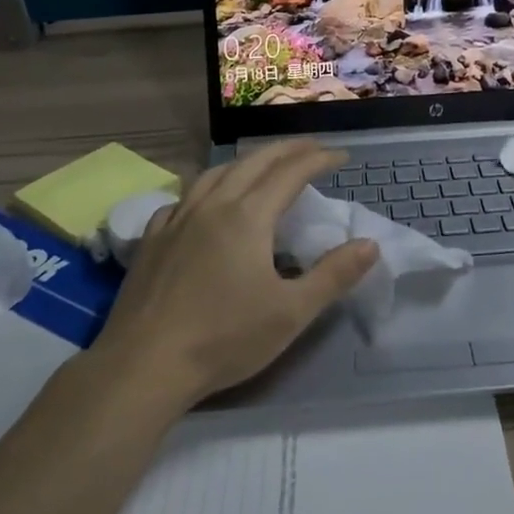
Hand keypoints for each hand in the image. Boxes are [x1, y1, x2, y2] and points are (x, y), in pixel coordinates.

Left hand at [91, 142, 378, 406]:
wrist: (143, 366)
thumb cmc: (223, 339)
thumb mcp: (291, 313)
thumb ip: (333, 275)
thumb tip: (370, 244)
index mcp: (248, 216)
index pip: (291, 172)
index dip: (318, 159)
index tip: (341, 155)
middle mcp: (213, 205)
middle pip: (254, 162)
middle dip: (286, 149)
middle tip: (310, 148)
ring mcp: (177, 219)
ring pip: (215, 172)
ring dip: (246, 161)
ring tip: (262, 165)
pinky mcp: (153, 238)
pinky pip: (183, 196)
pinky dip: (206, 187)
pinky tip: (205, 202)